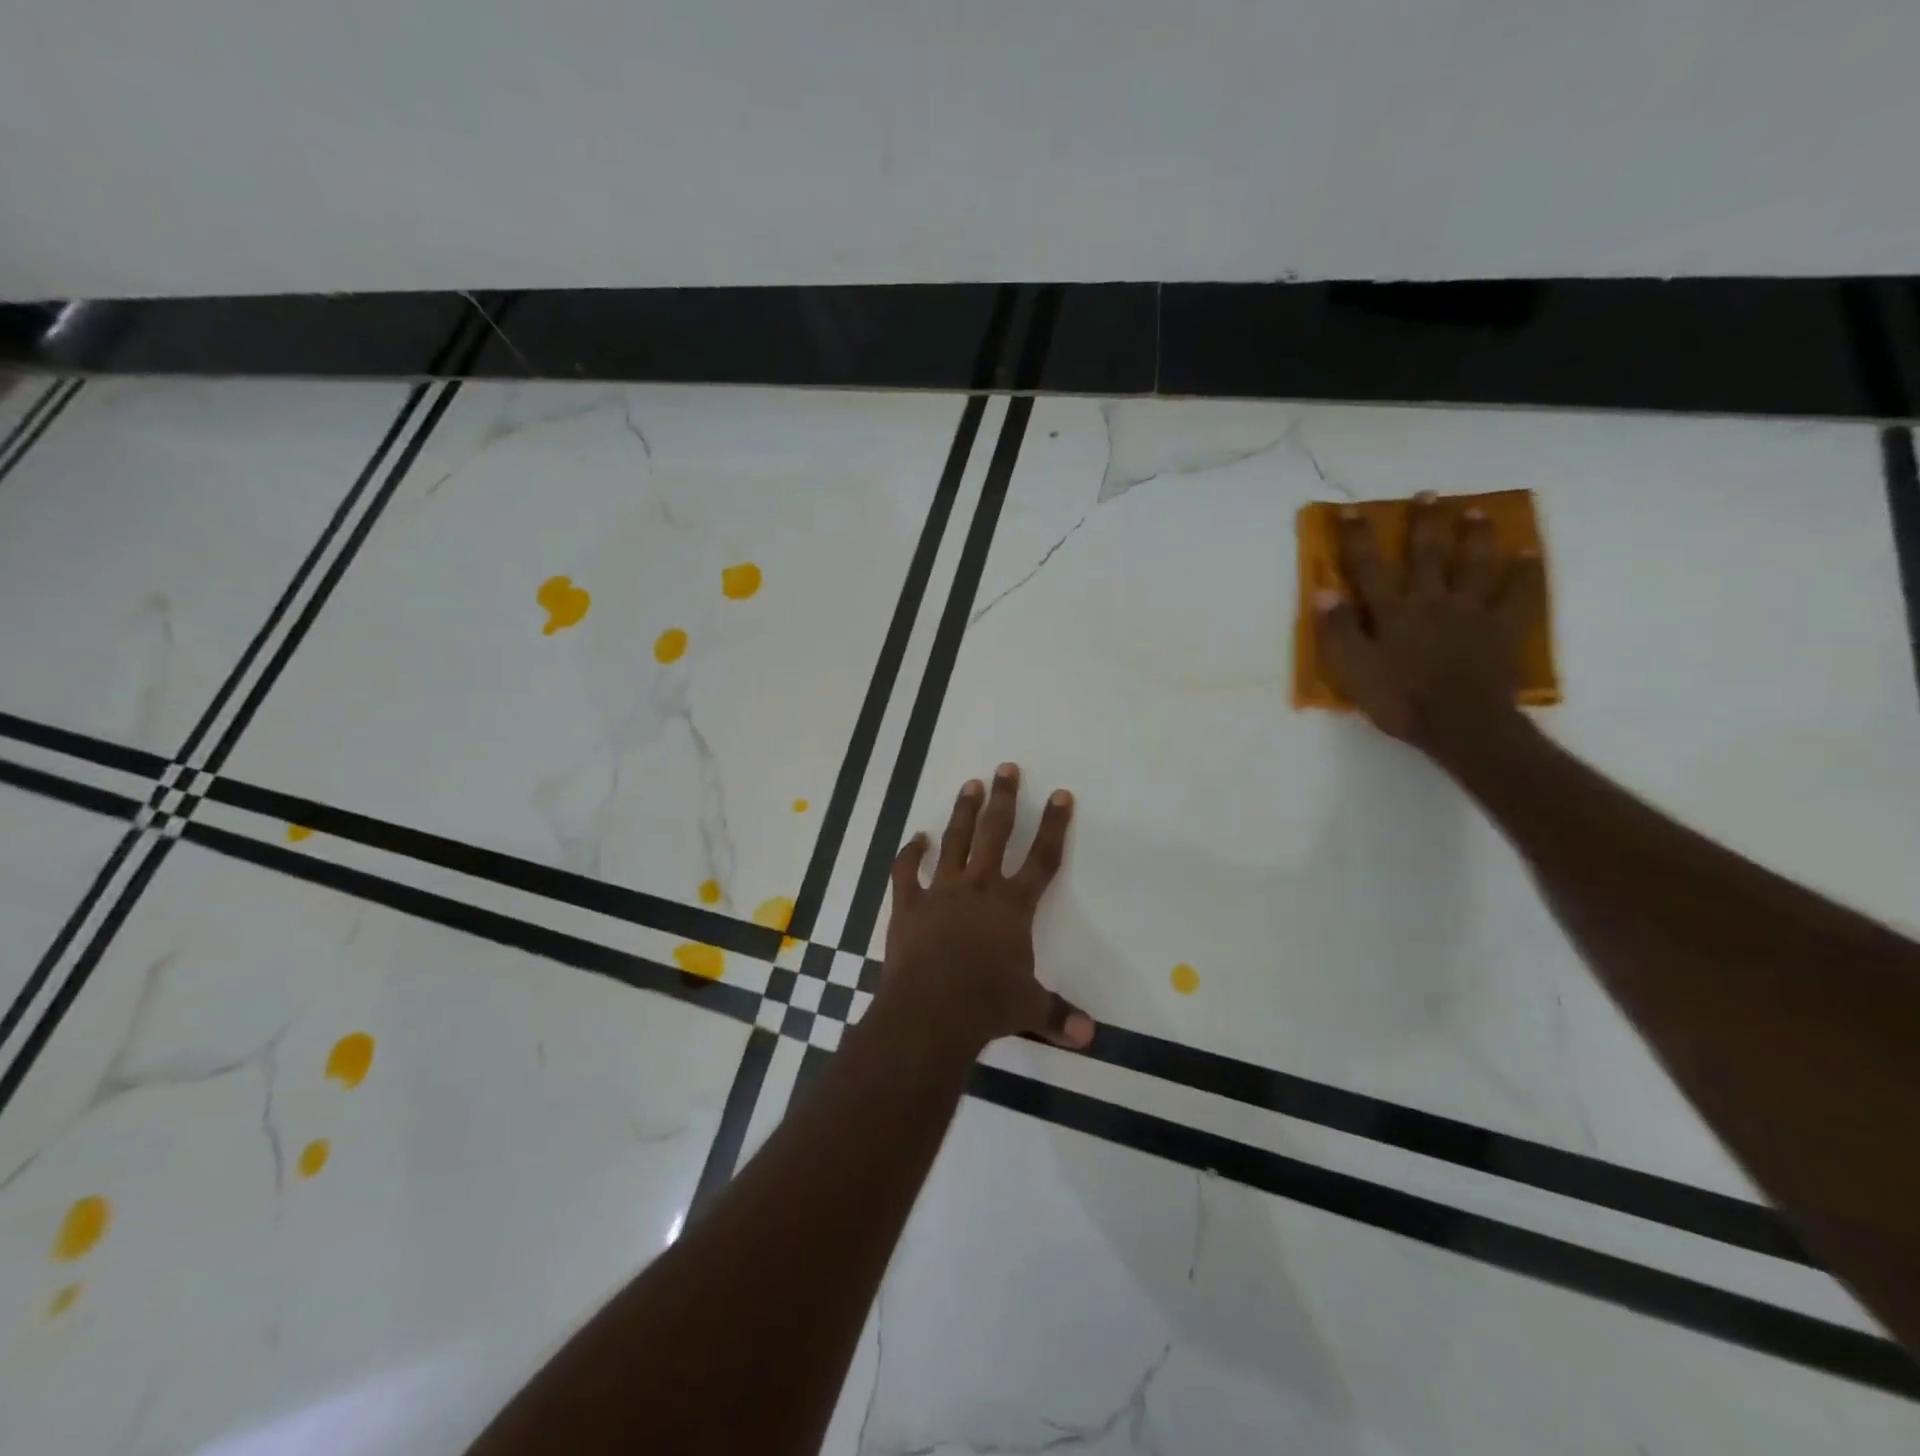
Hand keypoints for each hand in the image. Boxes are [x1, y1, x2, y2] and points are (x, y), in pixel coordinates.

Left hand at [880, 763, 1094, 1053]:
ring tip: (970, 785)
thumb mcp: (1028, 1009)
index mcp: (1013, 906)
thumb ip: (1058, 1014)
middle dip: (1004, 799)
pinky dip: (910, 853)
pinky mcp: (909, 904)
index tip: (1061, 795)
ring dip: (964, 812)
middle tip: (1006, 768)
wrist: (931, 1011)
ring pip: (955, 840)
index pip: (1042, 858)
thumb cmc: (986, 1005)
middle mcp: (979, 887)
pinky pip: (907, 870)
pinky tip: (916, 838)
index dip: (1055, 826)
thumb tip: (1090, 1036)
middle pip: (995, 833)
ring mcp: (941, 891)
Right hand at [1314, 492, 1544, 762]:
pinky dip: (1524, 572)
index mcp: (1392, 612)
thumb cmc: (1399, 700)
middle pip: (1427, 555)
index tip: (1352, 511)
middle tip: (1429, 494)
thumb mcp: (1354, 670)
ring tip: (1476, 511)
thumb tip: (1323, 590)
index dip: (1357, 539)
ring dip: (1474, 535)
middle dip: (1424, 523)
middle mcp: (1431, 601)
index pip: (1368, 568)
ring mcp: (1470, 612)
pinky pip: (1517, 594)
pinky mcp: (1502, 629)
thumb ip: (1337, 630)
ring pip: (1473, 565)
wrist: (1460, 724)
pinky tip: (1528, 552)